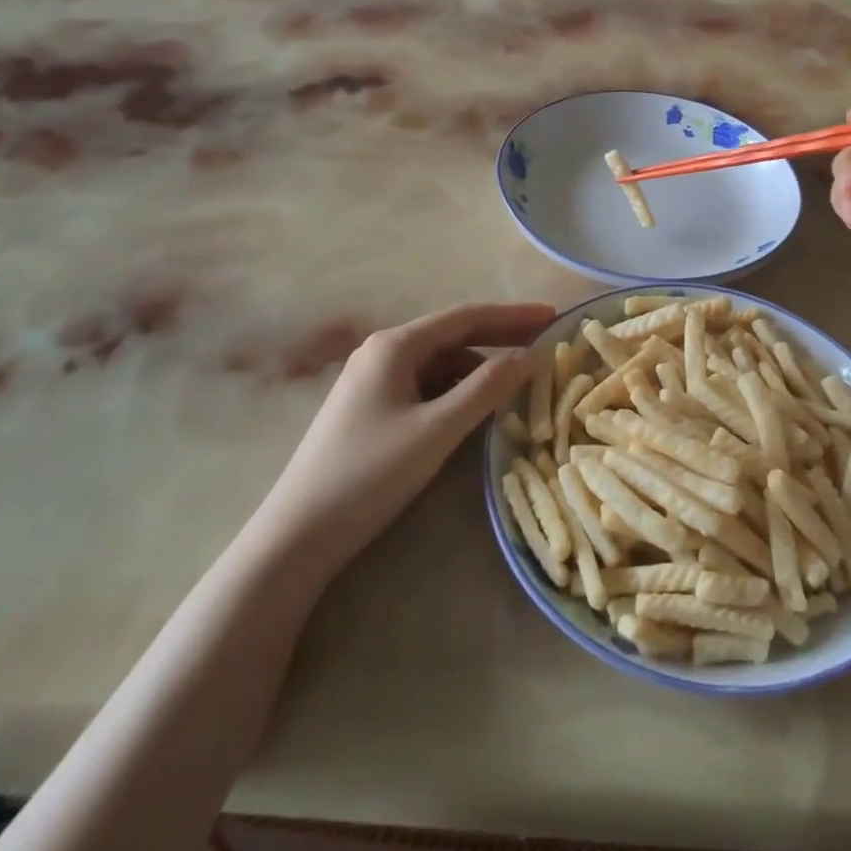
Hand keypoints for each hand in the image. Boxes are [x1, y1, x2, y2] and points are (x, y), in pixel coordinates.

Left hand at [257, 302, 552, 581]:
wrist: (297, 535)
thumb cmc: (370, 474)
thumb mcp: (437, 430)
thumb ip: (486, 388)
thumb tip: (531, 354)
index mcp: (395, 345)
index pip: (466, 317)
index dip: (513, 315)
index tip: (553, 316)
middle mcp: (383, 352)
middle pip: (453, 336)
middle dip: (499, 339)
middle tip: (545, 344)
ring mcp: (374, 381)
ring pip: (440, 364)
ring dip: (479, 369)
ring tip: (517, 384)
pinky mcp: (371, 408)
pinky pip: (425, 387)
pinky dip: (456, 391)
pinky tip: (476, 408)